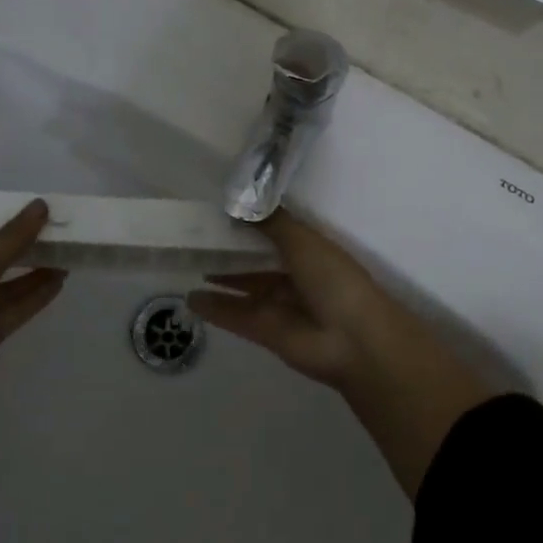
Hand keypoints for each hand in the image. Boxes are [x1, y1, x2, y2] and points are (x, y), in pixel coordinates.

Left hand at [0, 200, 64, 502]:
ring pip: (3, 280)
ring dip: (30, 266)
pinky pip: (13, 307)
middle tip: (46, 223)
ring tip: (63, 248)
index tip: (0, 205)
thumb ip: (11, 238)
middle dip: (11, 239)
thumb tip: (41, 205)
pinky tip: (60, 279)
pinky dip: (34, 294)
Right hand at [189, 213, 494, 498]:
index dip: (250, 223)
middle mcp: (295, 275)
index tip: (219, 211)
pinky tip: (191, 298)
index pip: (276, 232)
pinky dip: (216, 308)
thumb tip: (241, 201)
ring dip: (221, 277)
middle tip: (195, 236)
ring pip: (245, 286)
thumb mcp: (302, 240)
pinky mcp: (267, 332)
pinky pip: (237, 315)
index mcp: (310, 250)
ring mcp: (281, 306)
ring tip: (188, 264)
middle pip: (257, 259)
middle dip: (231, 249)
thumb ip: (270, 222)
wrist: (354, 341)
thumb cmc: (334, 280)